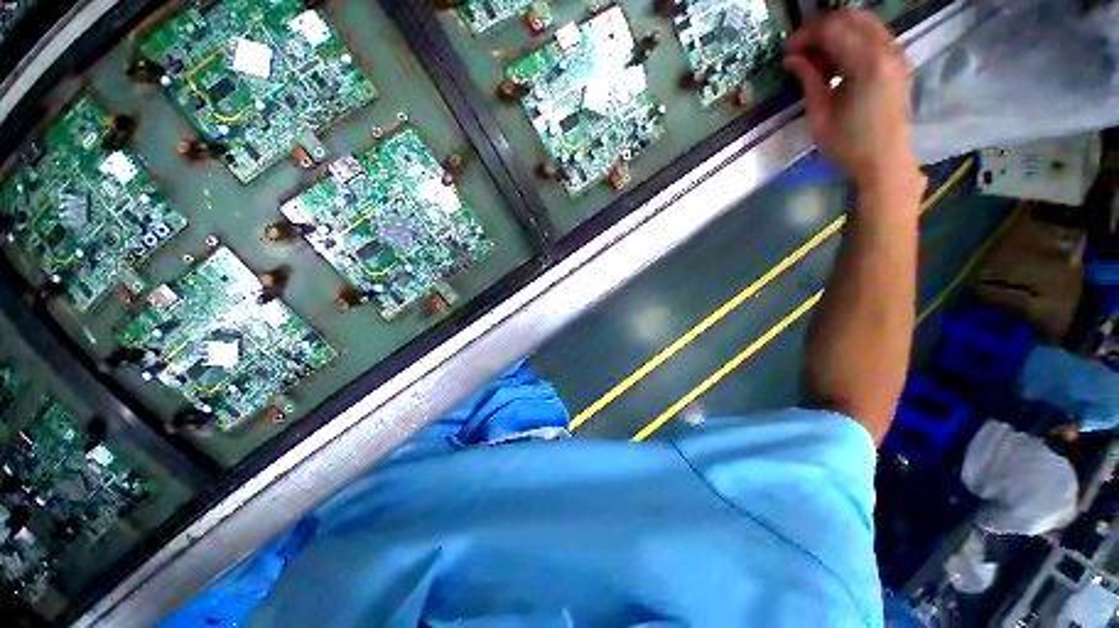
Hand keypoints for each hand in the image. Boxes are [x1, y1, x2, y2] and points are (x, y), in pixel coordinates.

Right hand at [785, 10, 924, 195]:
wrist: (885, 160)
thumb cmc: (848, 144)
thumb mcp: (820, 114)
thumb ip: (808, 80)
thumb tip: (791, 59)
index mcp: (866, 63)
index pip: (831, 30)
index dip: (805, 36)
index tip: (786, 52)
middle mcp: (886, 49)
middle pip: (849, 17)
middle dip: (820, 29)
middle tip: (799, 51)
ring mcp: (896, 52)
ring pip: (863, 22)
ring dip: (836, 33)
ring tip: (816, 58)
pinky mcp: (898, 60)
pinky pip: (873, 34)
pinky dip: (851, 39)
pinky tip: (837, 61)